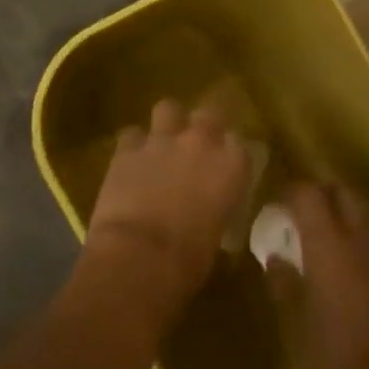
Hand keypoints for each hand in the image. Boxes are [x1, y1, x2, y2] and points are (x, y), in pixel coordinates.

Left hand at [84, 99, 249, 307]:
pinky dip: (132, 146)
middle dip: (204, 126)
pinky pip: (131, 134)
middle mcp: (201, 143)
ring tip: (162, 143)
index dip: (231, 155)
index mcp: (232, 166)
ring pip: (168, 108)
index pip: (240, 145)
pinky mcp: (127, 148)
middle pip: (209, 114)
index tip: (226, 167)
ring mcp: (162, 141)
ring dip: (167, 123)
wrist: (140, 257)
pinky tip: (131, 161)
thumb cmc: (188, 260)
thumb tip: (206, 209)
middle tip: (196, 147)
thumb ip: (215, 206)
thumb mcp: (217, 231)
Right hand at [273, 181, 368, 368]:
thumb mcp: (293, 317)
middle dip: (322, 193)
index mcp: (327, 240)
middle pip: (343, 192)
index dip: (290, 192)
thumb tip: (275, 257)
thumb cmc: (330, 349)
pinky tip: (337, 262)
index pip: (309, 193)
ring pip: (361, 213)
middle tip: (300, 212)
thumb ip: (283, 280)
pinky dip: (353, 237)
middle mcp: (357, 237)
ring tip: (317, 236)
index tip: (275, 206)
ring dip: (340, 213)